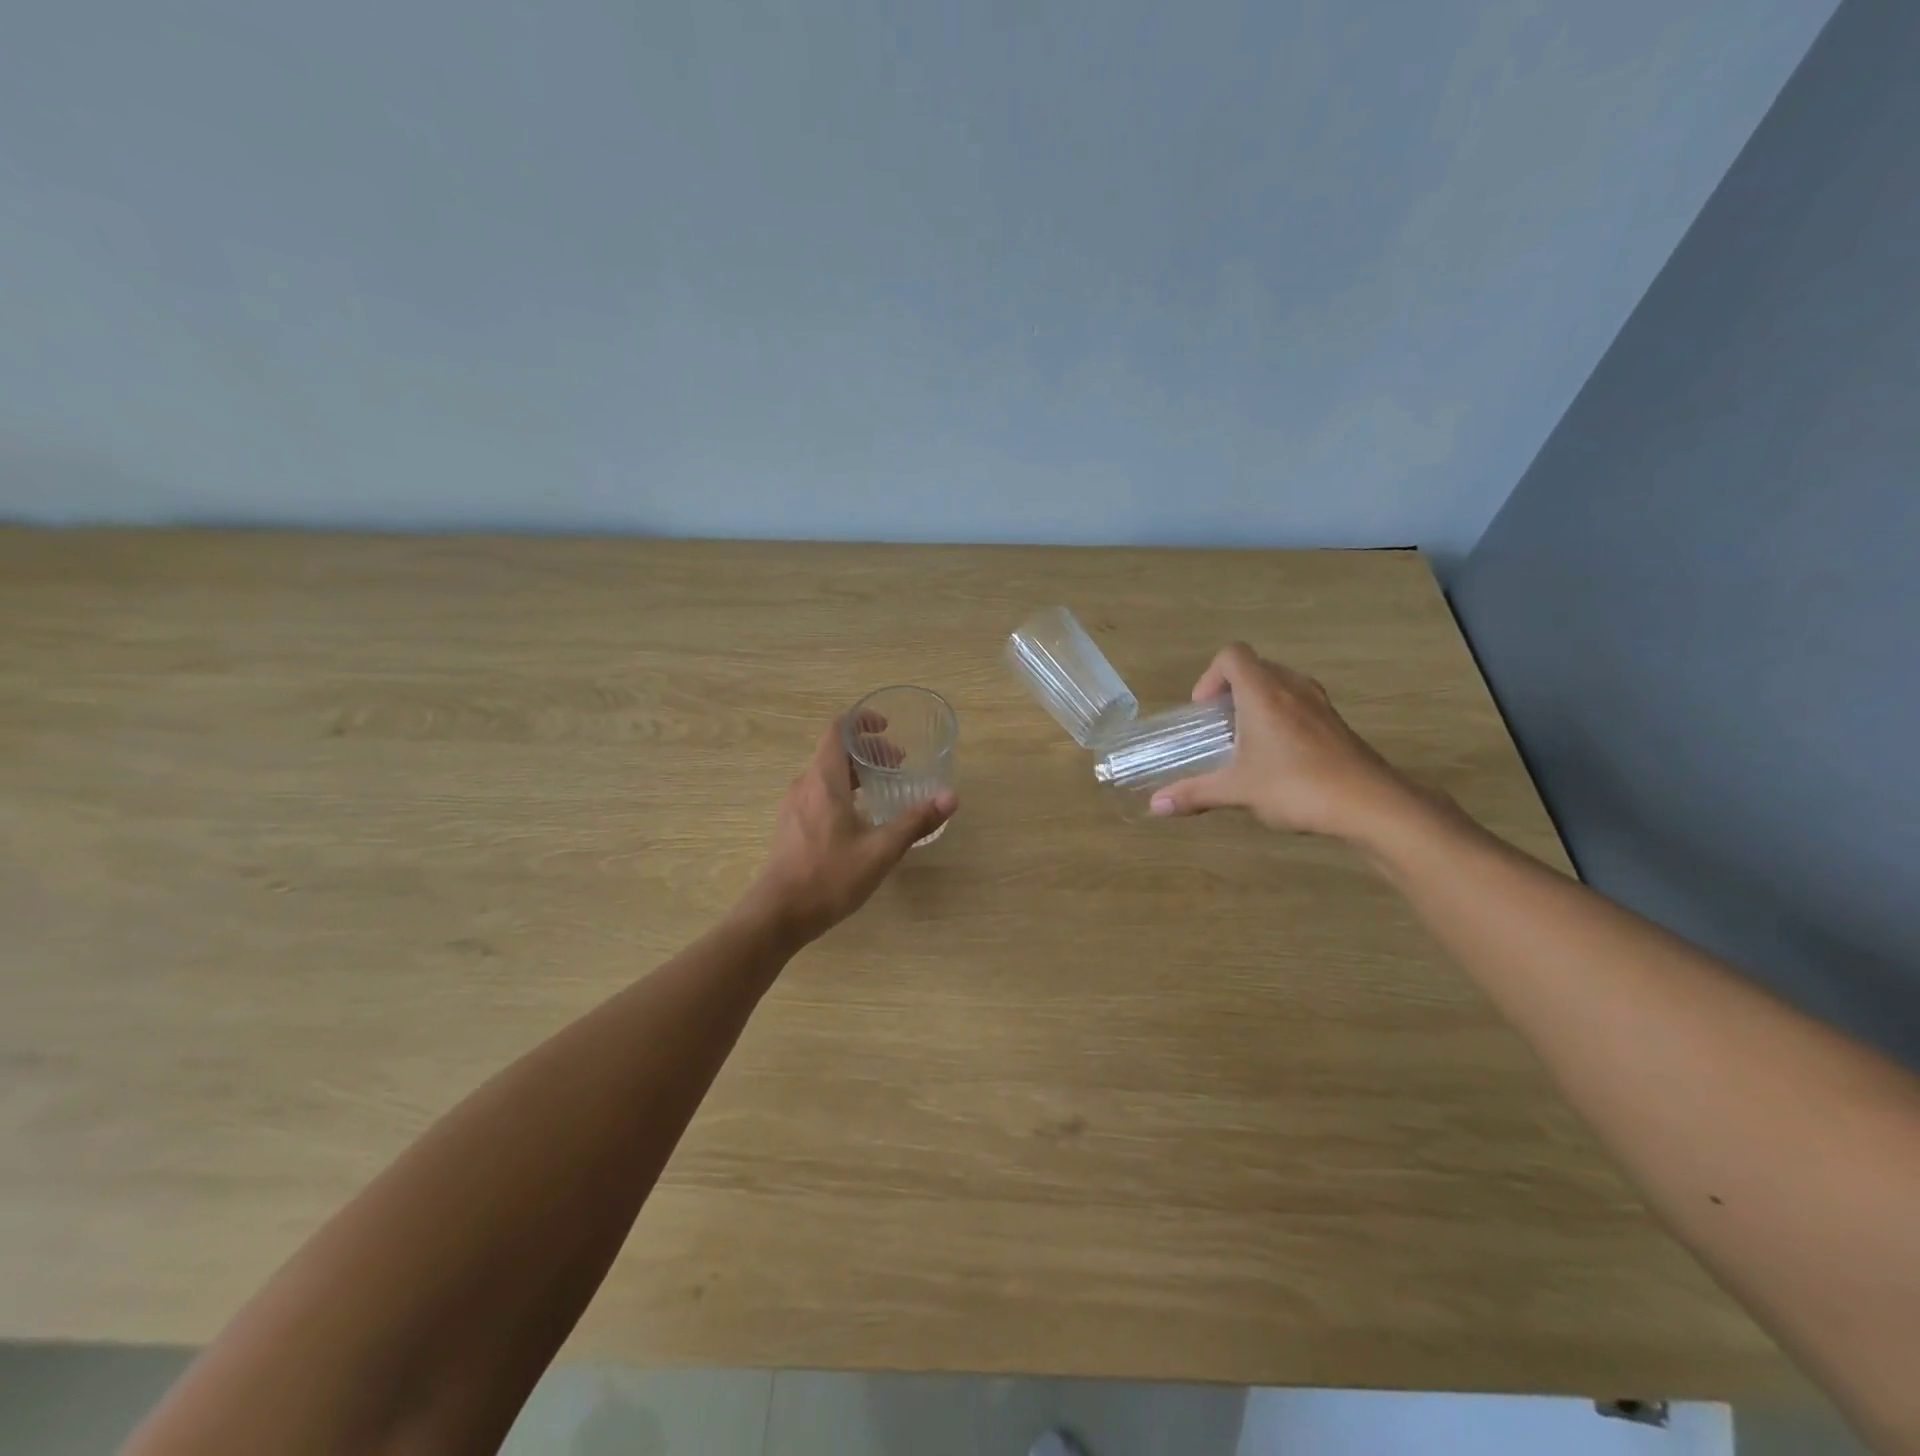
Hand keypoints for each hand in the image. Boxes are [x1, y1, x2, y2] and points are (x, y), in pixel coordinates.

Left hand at [744, 714, 957, 944]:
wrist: (778, 915)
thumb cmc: (829, 877)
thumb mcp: (880, 850)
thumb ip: (915, 821)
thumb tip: (950, 798)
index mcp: (823, 781)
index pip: (837, 731)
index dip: (861, 721)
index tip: (886, 726)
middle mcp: (805, 786)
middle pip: (834, 752)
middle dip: (867, 751)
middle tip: (898, 763)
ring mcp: (793, 807)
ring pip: (826, 775)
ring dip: (855, 773)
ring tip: (883, 788)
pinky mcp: (790, 827)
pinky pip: (818, 794)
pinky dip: (842, 791)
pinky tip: (860, 818)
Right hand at [1148, 643, 1417, 841]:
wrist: (1372, 805)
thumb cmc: (1297, 787)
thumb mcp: (1238, 791)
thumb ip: (1195, 794)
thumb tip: (1154, 806)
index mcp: (1264, 693)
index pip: (1233, 656)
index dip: (1210, 677)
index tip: (1205, 711)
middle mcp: (1293, 689)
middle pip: (1256, 668)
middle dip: (1232, 691)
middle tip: (1220, 727)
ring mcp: (1320, 705)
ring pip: (1281, 685)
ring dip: (1258, 703)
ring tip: (1247, 742)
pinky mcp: (1337, 724)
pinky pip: (1300, 704)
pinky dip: (1282, 718)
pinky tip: (1280, 759)